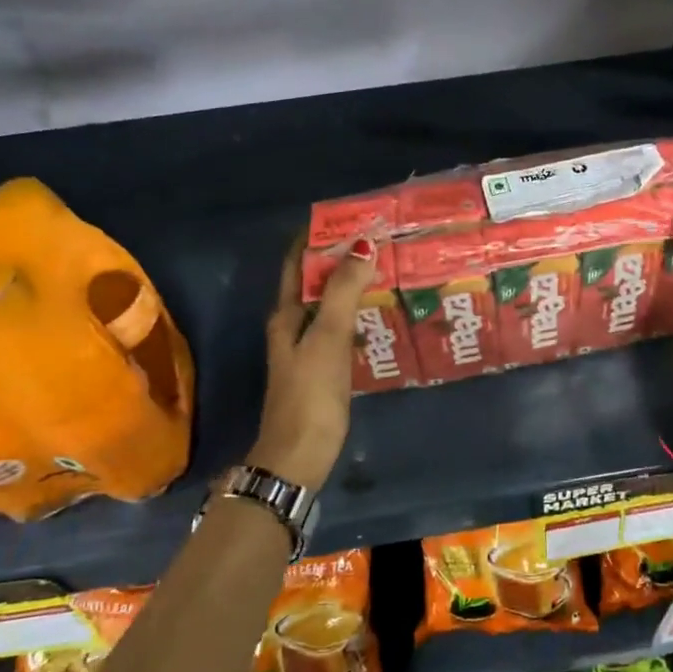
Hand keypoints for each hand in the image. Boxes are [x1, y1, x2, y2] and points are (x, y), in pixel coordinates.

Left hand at [248, 235, 375, 487]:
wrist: (299, 456)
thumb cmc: (311, 394)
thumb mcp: (327, 338)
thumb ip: (343, 292)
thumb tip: (363, 244)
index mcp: (286, 314)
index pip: (298, 262)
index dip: (317, 235)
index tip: (350, 215)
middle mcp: (293, 326)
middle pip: (315, 281)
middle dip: (341, 258)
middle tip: (379, 240)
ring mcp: (308, 350)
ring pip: (329, 305)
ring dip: (351, 285)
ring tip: (386, 268)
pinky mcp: (324, 370)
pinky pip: (341, 329)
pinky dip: (358, 314)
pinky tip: (380, 315)